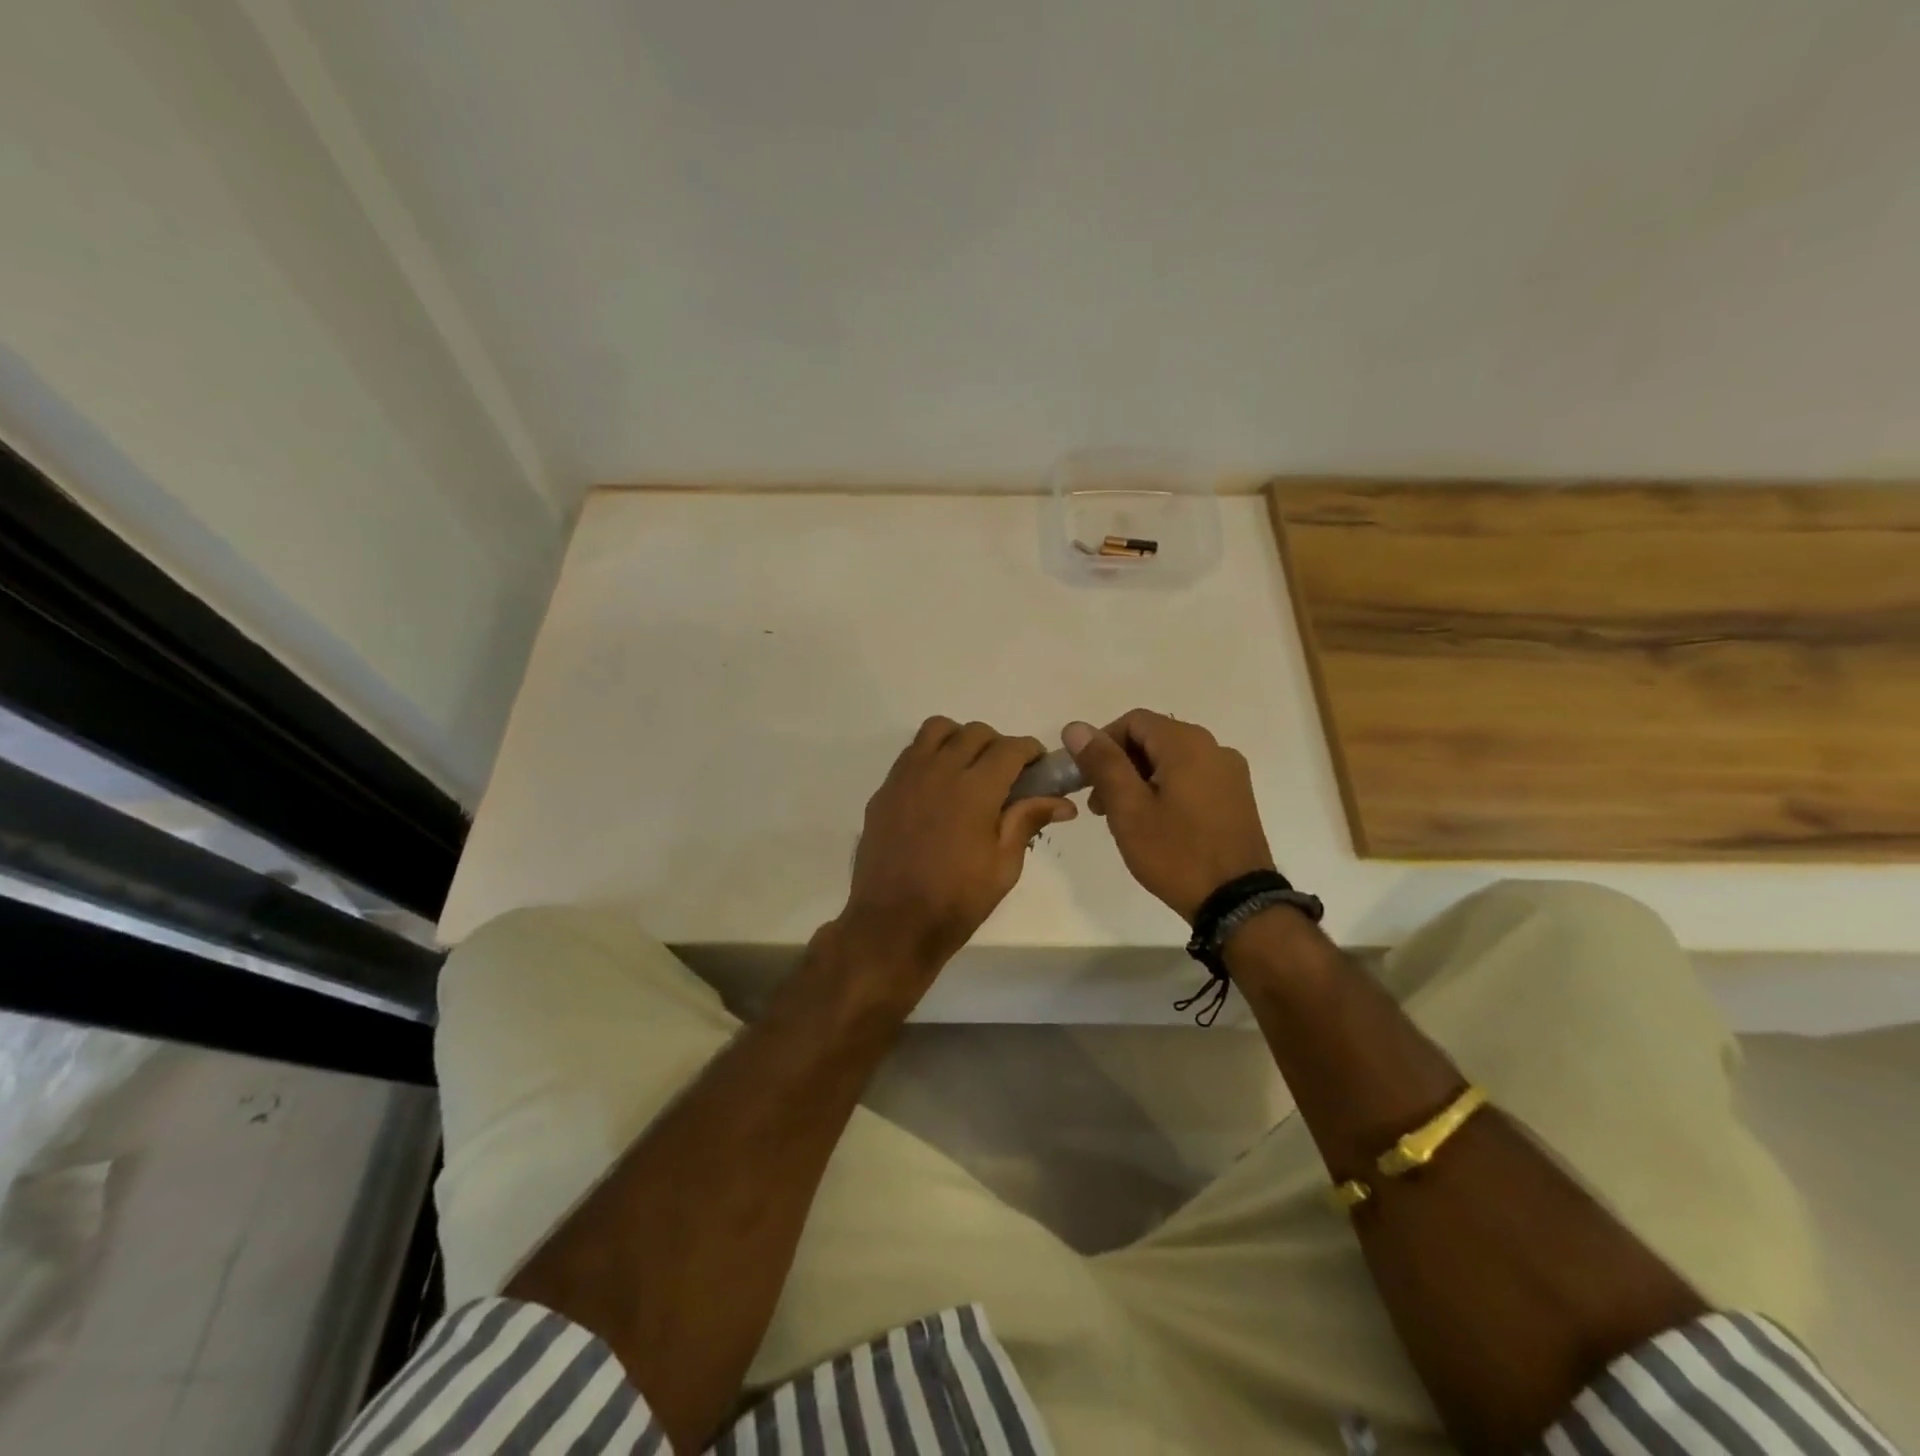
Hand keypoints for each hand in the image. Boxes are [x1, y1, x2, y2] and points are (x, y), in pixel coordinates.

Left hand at [840, 718, 1075, 981]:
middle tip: (1007, 775)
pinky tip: (939, 789)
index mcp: (975, 789)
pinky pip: (912, 753)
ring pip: (938, 730)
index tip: (1039, 767)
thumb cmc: (956, 901)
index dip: (1031, 751)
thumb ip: (1028, 821)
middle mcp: (939, 771)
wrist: (892, 924)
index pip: (1010, 748)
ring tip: (969, 770)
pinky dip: (932, 756)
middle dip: (998, 745)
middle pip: (975, 732)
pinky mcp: (885, 790)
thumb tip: (1064, 801)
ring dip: (960, 740)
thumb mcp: (1004, 866)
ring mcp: (906, 777)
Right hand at [1063, 710, 1275, 922]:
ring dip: (1140, 779)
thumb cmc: (1175, 853)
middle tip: (1100, 805)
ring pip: (1171, 759)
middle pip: (1153, 738)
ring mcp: (1230, 772)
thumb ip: (1102, 763)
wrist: (1237, 903)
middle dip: (1120, 764)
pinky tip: (1157, 823)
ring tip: (1124, 818)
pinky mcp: (1237, 796)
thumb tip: (1076, 727)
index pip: (1133, 720)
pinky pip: (1192, 777)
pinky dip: (1166, 788)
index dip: (1102, 743)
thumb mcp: (1129, 809)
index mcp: (1187, 744)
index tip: (1087, 779)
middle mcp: (1214, 747)